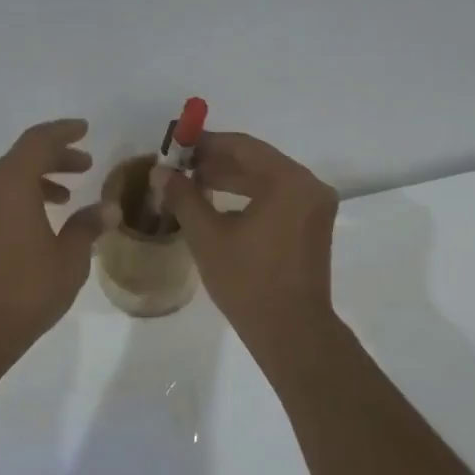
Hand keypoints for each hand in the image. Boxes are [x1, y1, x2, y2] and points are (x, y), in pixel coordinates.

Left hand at [0, 119, 108, 350]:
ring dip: (39, 178)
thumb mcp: (69, 258)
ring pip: (9, 179)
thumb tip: (107, 209)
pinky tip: (44, 221)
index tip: (85, 130)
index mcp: (12, 185)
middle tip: (85, 164)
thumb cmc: (26, 289)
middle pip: (22, 157)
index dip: (63, 132)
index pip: (38, 141)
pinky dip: (24, 197)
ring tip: (69, 195)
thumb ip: (88, 227)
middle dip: (55, 156)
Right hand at [157, 132, 339, 344]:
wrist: (291, 331)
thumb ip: (184, 196)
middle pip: (257, 161)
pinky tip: (219, 204)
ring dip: (231, 179)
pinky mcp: (313, 226)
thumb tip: (160, 171)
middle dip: (217, 162)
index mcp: (289, 181)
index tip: (176, 146)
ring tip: (193, 184)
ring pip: (267, 180)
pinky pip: (278, 198)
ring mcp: (315, 207)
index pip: (242, 146)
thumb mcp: (208, 236)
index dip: (206, 143)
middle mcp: (308, 186)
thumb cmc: (248, 281)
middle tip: (180, 167)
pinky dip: (249, 197)